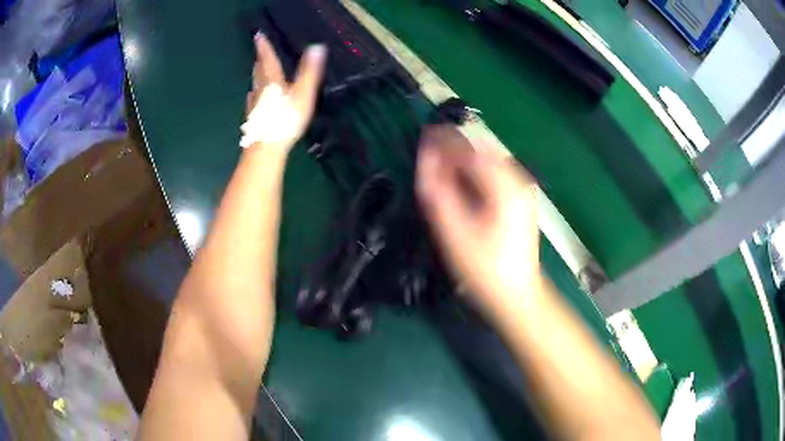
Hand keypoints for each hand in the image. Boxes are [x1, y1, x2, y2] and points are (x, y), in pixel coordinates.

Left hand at [242, 33, 326, 150]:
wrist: (266, 147)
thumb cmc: (285, 119)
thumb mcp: (302, 93)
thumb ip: (309, 72)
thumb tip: (317, 47)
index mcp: (273, 82)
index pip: (268, 60)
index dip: (264, 48)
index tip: (258, 36)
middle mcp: (261, 91)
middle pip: (259, 72)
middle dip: (260, 60)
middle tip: (258, 52)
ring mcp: (255, 106)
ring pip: (255, 86)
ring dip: (257, 76)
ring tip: (256, 70)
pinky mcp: (254, 119)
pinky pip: (253, 102)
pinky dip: (254, 95)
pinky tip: (253, 99)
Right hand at [416, 126, 540, 320]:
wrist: (517, 295)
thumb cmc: (484, 268)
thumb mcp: (455, 232)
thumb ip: (438, 192)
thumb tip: (425, 160)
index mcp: (504, 185)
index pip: (469, 150)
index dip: (444, 141)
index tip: (422, 137)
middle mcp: (517, 180)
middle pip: (481, 152)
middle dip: (454, 149)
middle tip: (428, 154)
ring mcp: (522, 190)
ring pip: (488, 162)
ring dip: (463, 160)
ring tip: (440, 167)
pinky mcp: (520, 201)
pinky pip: (494, 175)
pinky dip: (475, 173)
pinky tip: (462, 183)